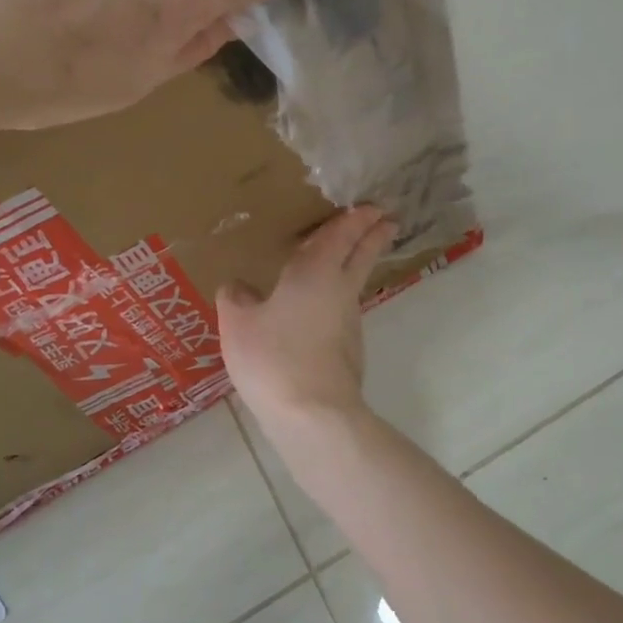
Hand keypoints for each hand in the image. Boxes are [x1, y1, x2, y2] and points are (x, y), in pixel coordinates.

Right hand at [217, 205, 395, 421]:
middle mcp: (340, 290)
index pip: (340, 236)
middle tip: (386, 220)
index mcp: (316, 271)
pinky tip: (318, 310)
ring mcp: (349, 322)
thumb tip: (238, 286)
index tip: (371, 208)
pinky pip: (342, 311)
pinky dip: (337, 298)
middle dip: (374, 235)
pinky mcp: (349, 350)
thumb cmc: (274, 357)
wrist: (313, 414)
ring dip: (357, 265)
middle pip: (362, 255)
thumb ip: (236, 298)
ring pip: (354, 283)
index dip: (355, 219)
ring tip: (345, 260)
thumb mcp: (238, 324)